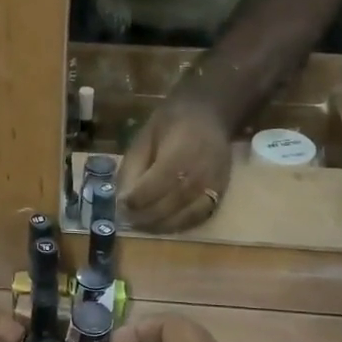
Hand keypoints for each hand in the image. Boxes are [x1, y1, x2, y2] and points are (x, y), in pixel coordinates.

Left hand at [119, 96, 233, 232]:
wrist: (209, 115)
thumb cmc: (171, 122)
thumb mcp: (144, 138)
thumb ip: (133, 168)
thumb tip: (123, 197)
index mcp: (178, 157)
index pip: (152, 189)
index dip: (134, 201)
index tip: (121, 204)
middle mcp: (198, 176)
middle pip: (167, 208)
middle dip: (143, 217)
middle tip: (127, 220)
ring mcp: (212, 188)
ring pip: (182, 218)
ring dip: (159, 226)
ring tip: (142, 224)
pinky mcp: (220, 195)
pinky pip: (197, 218)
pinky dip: (178, 225)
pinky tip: (163, 223)